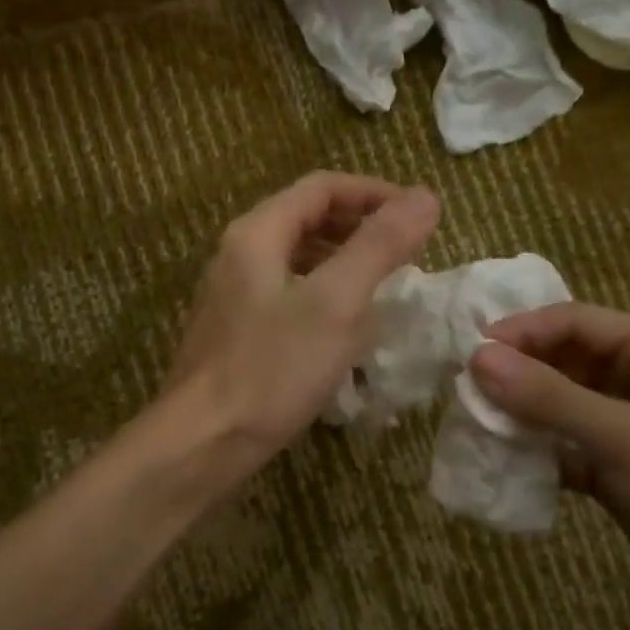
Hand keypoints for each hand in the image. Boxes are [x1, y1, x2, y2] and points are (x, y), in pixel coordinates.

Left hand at [165, 172, 440, 466]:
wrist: (203, 442)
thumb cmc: (272, 369)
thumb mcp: (336, 303)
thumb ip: (379, 245)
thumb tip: (425, 196)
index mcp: (257, 234)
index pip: (321, 188)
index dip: (374, 193)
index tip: (417, 217)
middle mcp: (238, 254)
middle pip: (306, 218)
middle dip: (360, 226)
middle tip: (405, 251)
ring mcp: (231, 294)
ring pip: (296, 259)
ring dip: (343, 261)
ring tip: (383, 285)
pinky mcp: (234, 331)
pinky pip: (286, 294)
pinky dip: (322, 294)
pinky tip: (344, 326)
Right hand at [469, 304, 629, 629]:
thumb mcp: (627, 439)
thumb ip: (549, 398)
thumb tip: (476, 358)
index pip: (575, 322)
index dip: (520, 332)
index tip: (467, 353)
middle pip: (564, 362)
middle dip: (515, 374)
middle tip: (460, 390)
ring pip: (560, 407)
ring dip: (520, 415)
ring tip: (470, 423)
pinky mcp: (622, 472)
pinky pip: (566, 449)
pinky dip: (536, 454)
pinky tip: (500, 462)